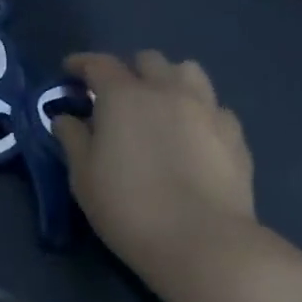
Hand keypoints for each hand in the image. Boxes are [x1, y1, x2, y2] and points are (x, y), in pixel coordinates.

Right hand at [54, 51, 255, 268]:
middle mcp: (167, 90)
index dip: (81, 64)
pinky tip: (192, 136)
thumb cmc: (127, 207)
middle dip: (128, 70)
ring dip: (168, 80)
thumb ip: (73, 139)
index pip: (98, 64)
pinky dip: (197, 111)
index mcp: (123, 96)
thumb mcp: (83, 176)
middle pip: (147, 60)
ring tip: (159, 106)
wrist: (201, 241)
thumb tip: (66, 118)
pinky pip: (213, 106)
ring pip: (188, 72)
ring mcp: (207, 108)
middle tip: (115, 97)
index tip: (69, 72)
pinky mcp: (234, 133)